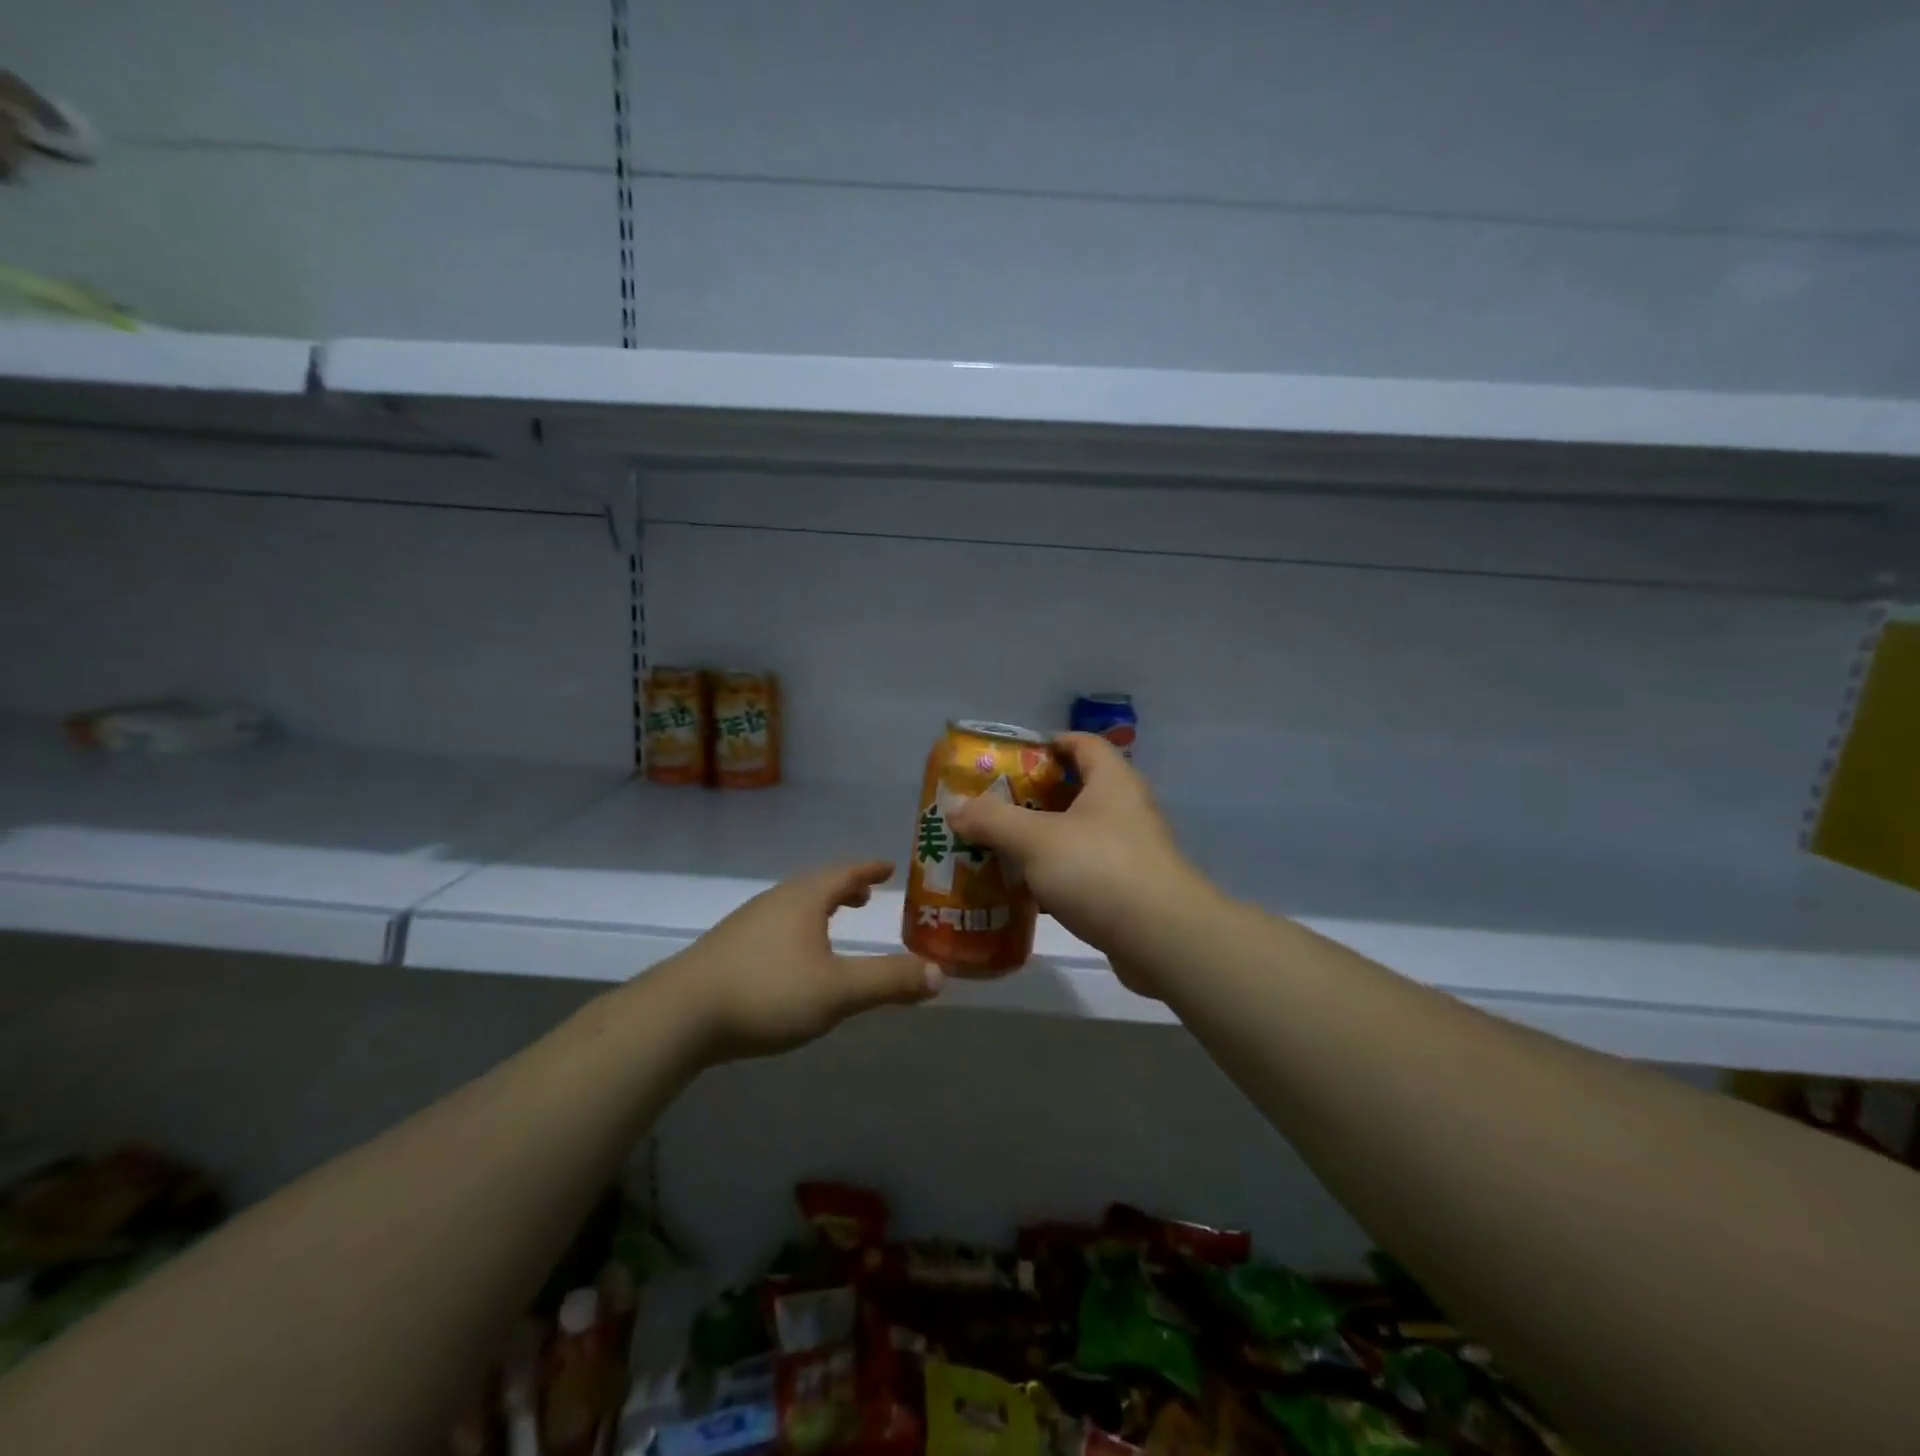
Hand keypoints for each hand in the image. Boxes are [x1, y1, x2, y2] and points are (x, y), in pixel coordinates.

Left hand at [658, 861, 941, 1061]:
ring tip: (835, 923)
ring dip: (820, 909)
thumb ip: (889, 981)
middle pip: (817, 885)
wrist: (680, 1015)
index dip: (869, 869)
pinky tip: (793, 958)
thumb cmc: (767, 992)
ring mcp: (747, 923)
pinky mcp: (728, 949)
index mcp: (804, 898)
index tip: (889, 866)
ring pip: (793, 906)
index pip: (845, 872)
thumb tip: (939, 974)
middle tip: (867, 894)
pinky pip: (776, 926)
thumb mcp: (838, 991)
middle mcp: (776, 901)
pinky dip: (798, 929)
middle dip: (845, 888)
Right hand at [947, 734, 1210, 998]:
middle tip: (993, 806)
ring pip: (1077, 834)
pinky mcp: (1128, 889)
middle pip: (1075, 789)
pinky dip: (1055, 876)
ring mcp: (1130, 851)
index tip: (1013, 757)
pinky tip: (1024, 891)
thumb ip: (993, 820)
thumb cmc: (1100, 870)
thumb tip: (954, 808)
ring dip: (1041, 840)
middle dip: (1033, 797)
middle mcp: (1125, 809)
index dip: (1049, 743)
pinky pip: (1083, 871)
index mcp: (1111, 781)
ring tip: (999, 847)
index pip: (1082, 743)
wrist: (1163, 939)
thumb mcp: (1036, 840)